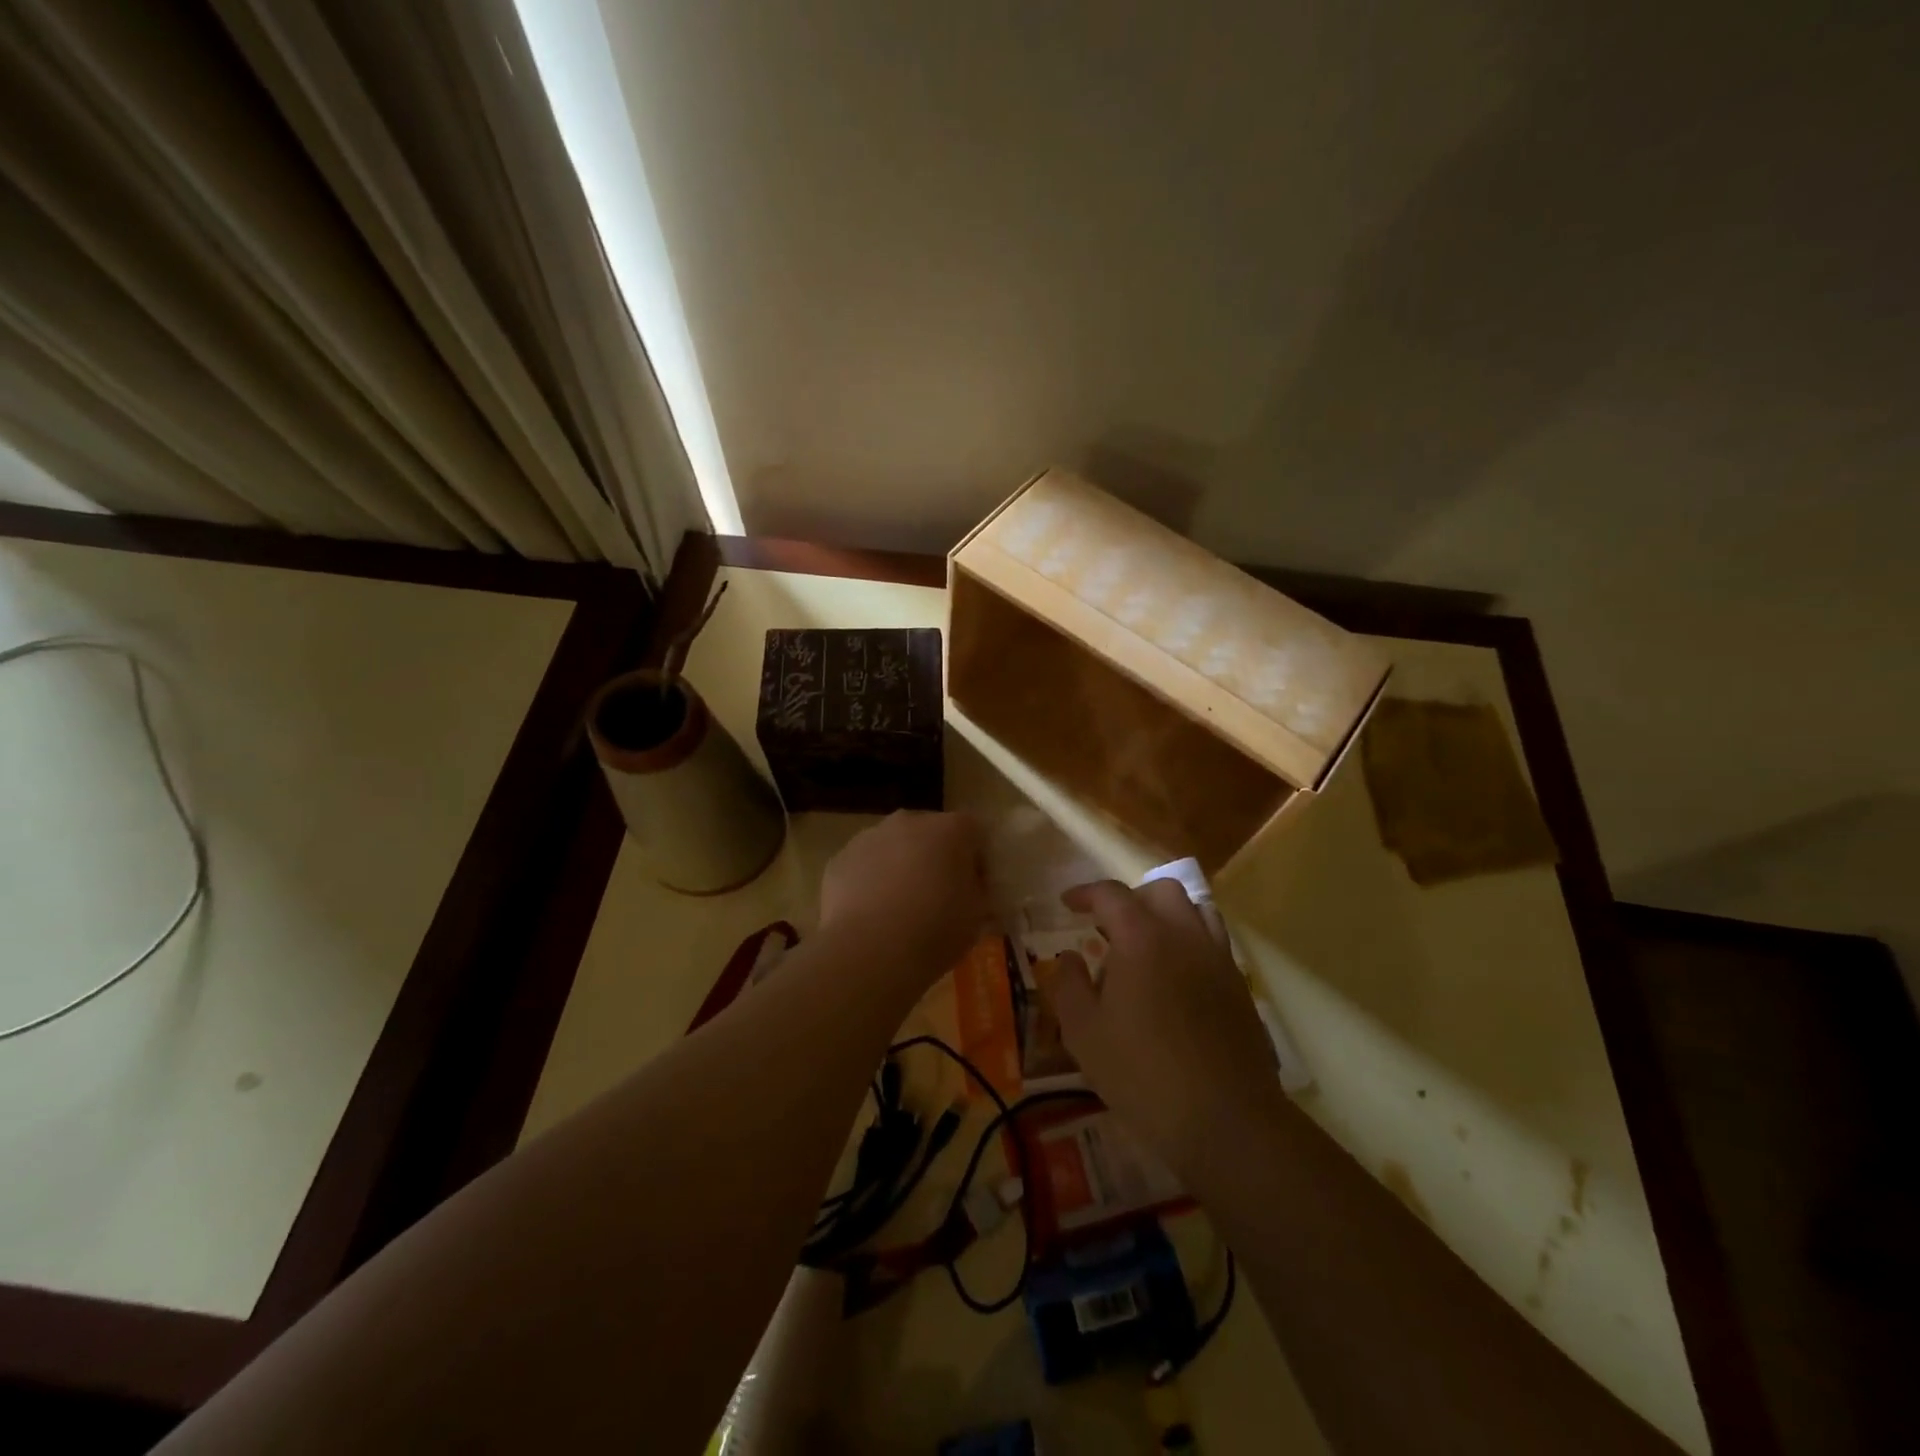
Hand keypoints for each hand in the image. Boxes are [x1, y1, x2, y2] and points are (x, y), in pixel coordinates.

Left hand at [818, 811, 986, 988]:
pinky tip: (872, 915)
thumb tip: (973, 890)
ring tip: (900, 909)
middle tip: (938, 896)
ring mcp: (869, 836)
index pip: (975, 831)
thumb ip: (978, 894)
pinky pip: (863, 865)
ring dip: (901, 866)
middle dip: (936, 857)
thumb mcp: (976, 916)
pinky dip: (870, 881)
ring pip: (893, 846)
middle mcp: (909, 821)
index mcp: (950, 829)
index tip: (976, 888)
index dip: (978, 859)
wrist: (870, 951)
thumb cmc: (936, 929)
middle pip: (930, 832)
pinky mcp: (840, 858)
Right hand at [1040, 879, 1280, 1173]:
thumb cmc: (1142, 1073)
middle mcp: (1184, 934)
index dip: (1086, 893)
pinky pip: (1214, 942)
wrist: (1224, 1119)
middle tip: (1108, 926)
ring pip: (1195, 910)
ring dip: (1166, 914)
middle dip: (1130, 898)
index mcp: (1142, 937)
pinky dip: (1190, 941)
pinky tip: (1176, 977)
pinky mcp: (1240, 985)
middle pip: (1160, 891)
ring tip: (1146, 944)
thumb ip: (1069, 985)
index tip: (1068, 903)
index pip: (1111, 894)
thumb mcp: (1083, 1032)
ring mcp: (1218, 958)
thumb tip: (1068, 957)